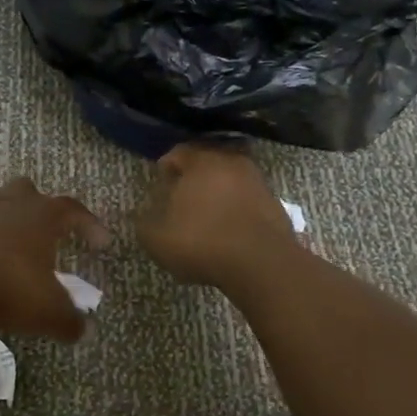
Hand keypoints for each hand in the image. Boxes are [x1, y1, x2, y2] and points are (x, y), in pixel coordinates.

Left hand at [0, 178, 109, 340]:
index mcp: (42, 214)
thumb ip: (70, 321)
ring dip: (6, 218)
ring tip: (11, 245)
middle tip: (47, 231)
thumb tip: (85, 330)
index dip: (90, 224)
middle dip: (39, 206)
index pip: (73, 209)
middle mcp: (10, 204)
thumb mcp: (49, 312)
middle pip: (28, 191)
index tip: (102, 243)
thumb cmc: (9, 287)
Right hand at [137, 143, 296, 289]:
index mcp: (201, 161)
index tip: (161, 182)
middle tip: (182, 196)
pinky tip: (228, 228)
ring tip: (206, 214)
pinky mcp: (275, 203)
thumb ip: (144, 222)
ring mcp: (257, 181)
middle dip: (194, 176)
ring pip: (230, 179)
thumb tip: (141, 214)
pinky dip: (237, 207)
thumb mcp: (157, 238)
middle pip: (208, 161)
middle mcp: (231, 162)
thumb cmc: (202, 242)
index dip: (167, 166)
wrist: (261, 263)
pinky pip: (248, 198)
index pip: (179, 151)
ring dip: (218, 191)